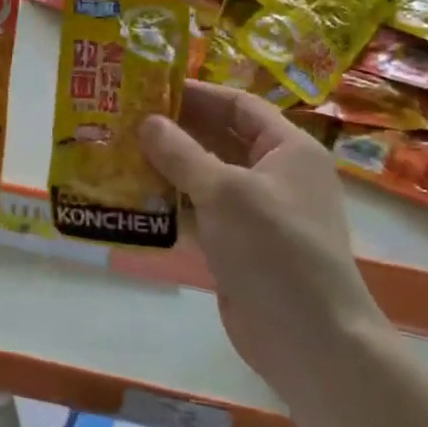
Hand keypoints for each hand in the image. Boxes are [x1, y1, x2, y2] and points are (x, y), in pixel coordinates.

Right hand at [141, 83, 379, 383]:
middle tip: (124, 119)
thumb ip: (181, 153)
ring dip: (167, 167)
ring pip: (205, 177)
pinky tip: (132, 197)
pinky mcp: (237, 245)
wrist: (310, 339)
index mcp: (287, 149)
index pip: (238, 105)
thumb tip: (146, 121)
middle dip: (175, 129)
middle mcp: (274, 174)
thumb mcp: (224, 191)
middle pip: (219, 138)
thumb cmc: (274, 249)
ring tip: (118, 152)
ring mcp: (256, 212)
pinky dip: (171, 204)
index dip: (196, 93)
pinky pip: (200, 212)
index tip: (149, 86)